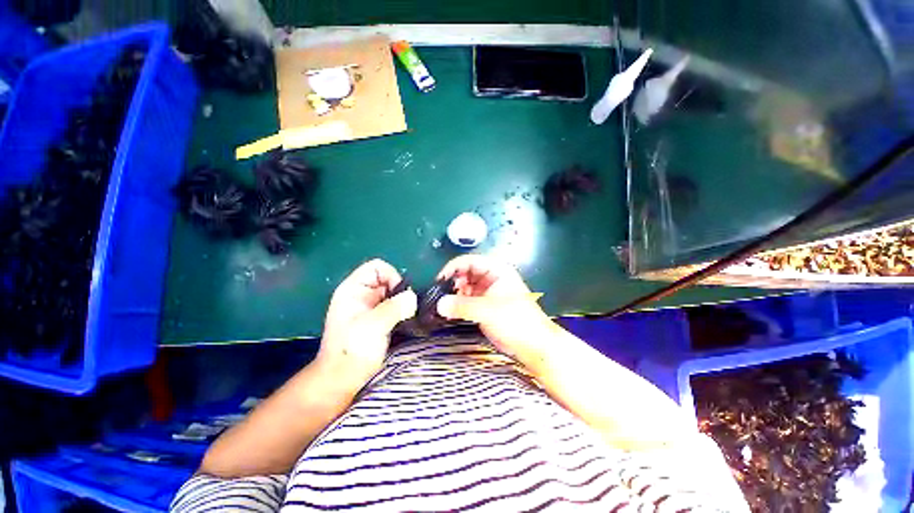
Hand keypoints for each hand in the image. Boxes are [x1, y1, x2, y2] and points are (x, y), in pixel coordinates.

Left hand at [319, 259, 416, 387]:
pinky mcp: (379, 319)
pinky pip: (396, 307)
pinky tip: (407, 322)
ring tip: (409, 317)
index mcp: (354, 289)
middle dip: (401, 291)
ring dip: (404, 303)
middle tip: (408, 309)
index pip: (377, 267)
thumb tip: (413, 297)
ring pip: (394, 294)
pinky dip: (404, 311)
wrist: (342, 380)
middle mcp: (363, 294)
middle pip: (389, 280)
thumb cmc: (352, 351)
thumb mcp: (373, 326)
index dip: (391, 276)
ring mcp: (371, 307)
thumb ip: (394, 308)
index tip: (400, 295)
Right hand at [436, 255, 554, 358]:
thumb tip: (439, 304)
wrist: (534, 346)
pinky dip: (458, 304)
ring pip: (465, 287)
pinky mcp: (484, 306)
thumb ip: (463, 306)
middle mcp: (491, 278)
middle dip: (453, 282)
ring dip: (454, 294)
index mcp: (497, 270)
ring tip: (445, 304)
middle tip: (441, 294)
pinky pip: (467, 300)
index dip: (454, 267)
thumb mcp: (489, 311)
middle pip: (466, 273)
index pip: (470, 261)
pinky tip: (451, 312)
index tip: (440, 279)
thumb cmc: (517, 321)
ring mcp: (487, 292)